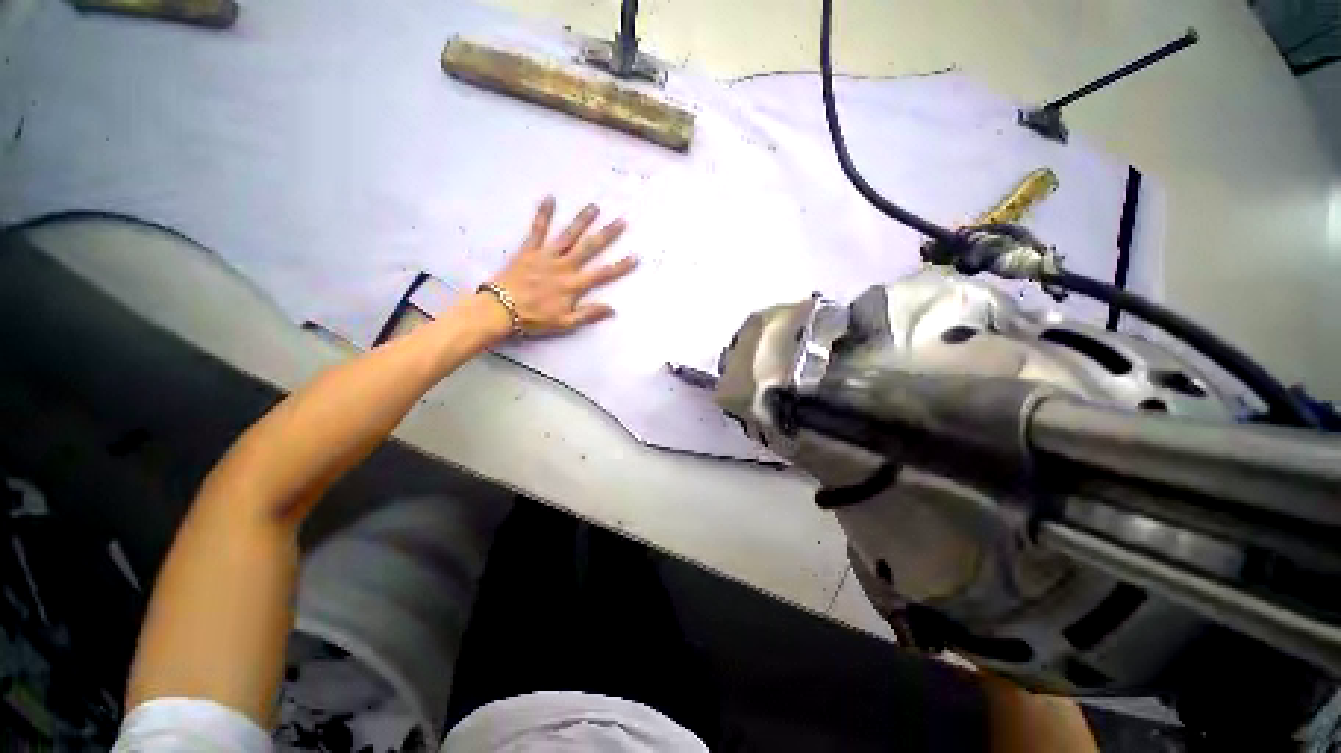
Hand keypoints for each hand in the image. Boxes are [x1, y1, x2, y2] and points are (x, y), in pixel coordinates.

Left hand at [485, 196, 636, 336]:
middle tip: (621, 220)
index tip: (635, 256)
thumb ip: (588, 314)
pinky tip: (550, 198)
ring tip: (595, 206)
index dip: (620, 266)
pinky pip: (537, 229)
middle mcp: (564, 266)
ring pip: (568, 235)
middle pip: (590, 248)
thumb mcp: (565, 323)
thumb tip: (612, 308)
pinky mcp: (529, 250)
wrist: (500, 309)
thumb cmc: (534, 318)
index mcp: (574, 285)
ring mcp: (546, 255)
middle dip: (607, 234)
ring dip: (582, 220)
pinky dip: (543, 214)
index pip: (603, 274)